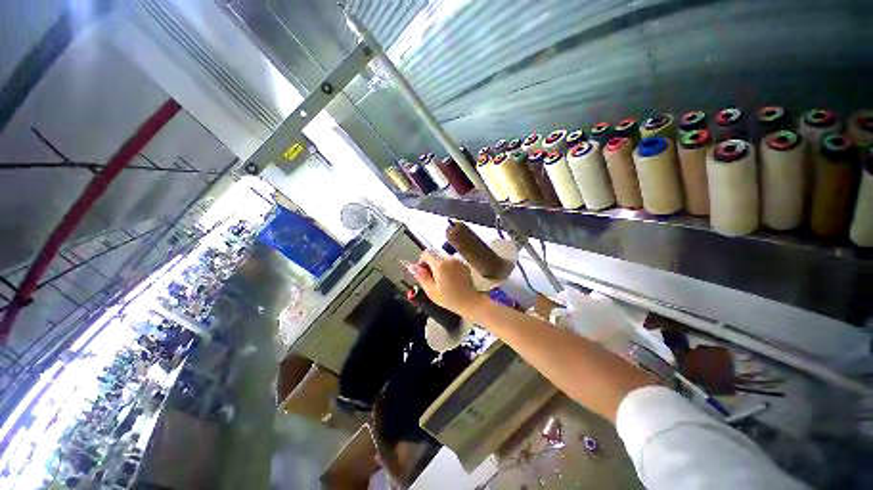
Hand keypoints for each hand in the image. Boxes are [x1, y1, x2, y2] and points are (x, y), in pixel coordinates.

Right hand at [410, 250, 486, 316]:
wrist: (469, 302)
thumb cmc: (449, 298)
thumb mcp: (431, 290)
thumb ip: (421, 276)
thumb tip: (411, 266)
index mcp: (440, 264)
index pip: (426, 253)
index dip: (422, 261)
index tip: (424, 273)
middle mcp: (449, 259)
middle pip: (435, 256)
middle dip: (431, 265)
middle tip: (433, 280)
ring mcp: (458, 261)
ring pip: (443, 259)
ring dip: (440, 267)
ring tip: (443, 281)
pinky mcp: (464, 264)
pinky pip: (452, 262)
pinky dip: (449, 268)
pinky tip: (451, 280)